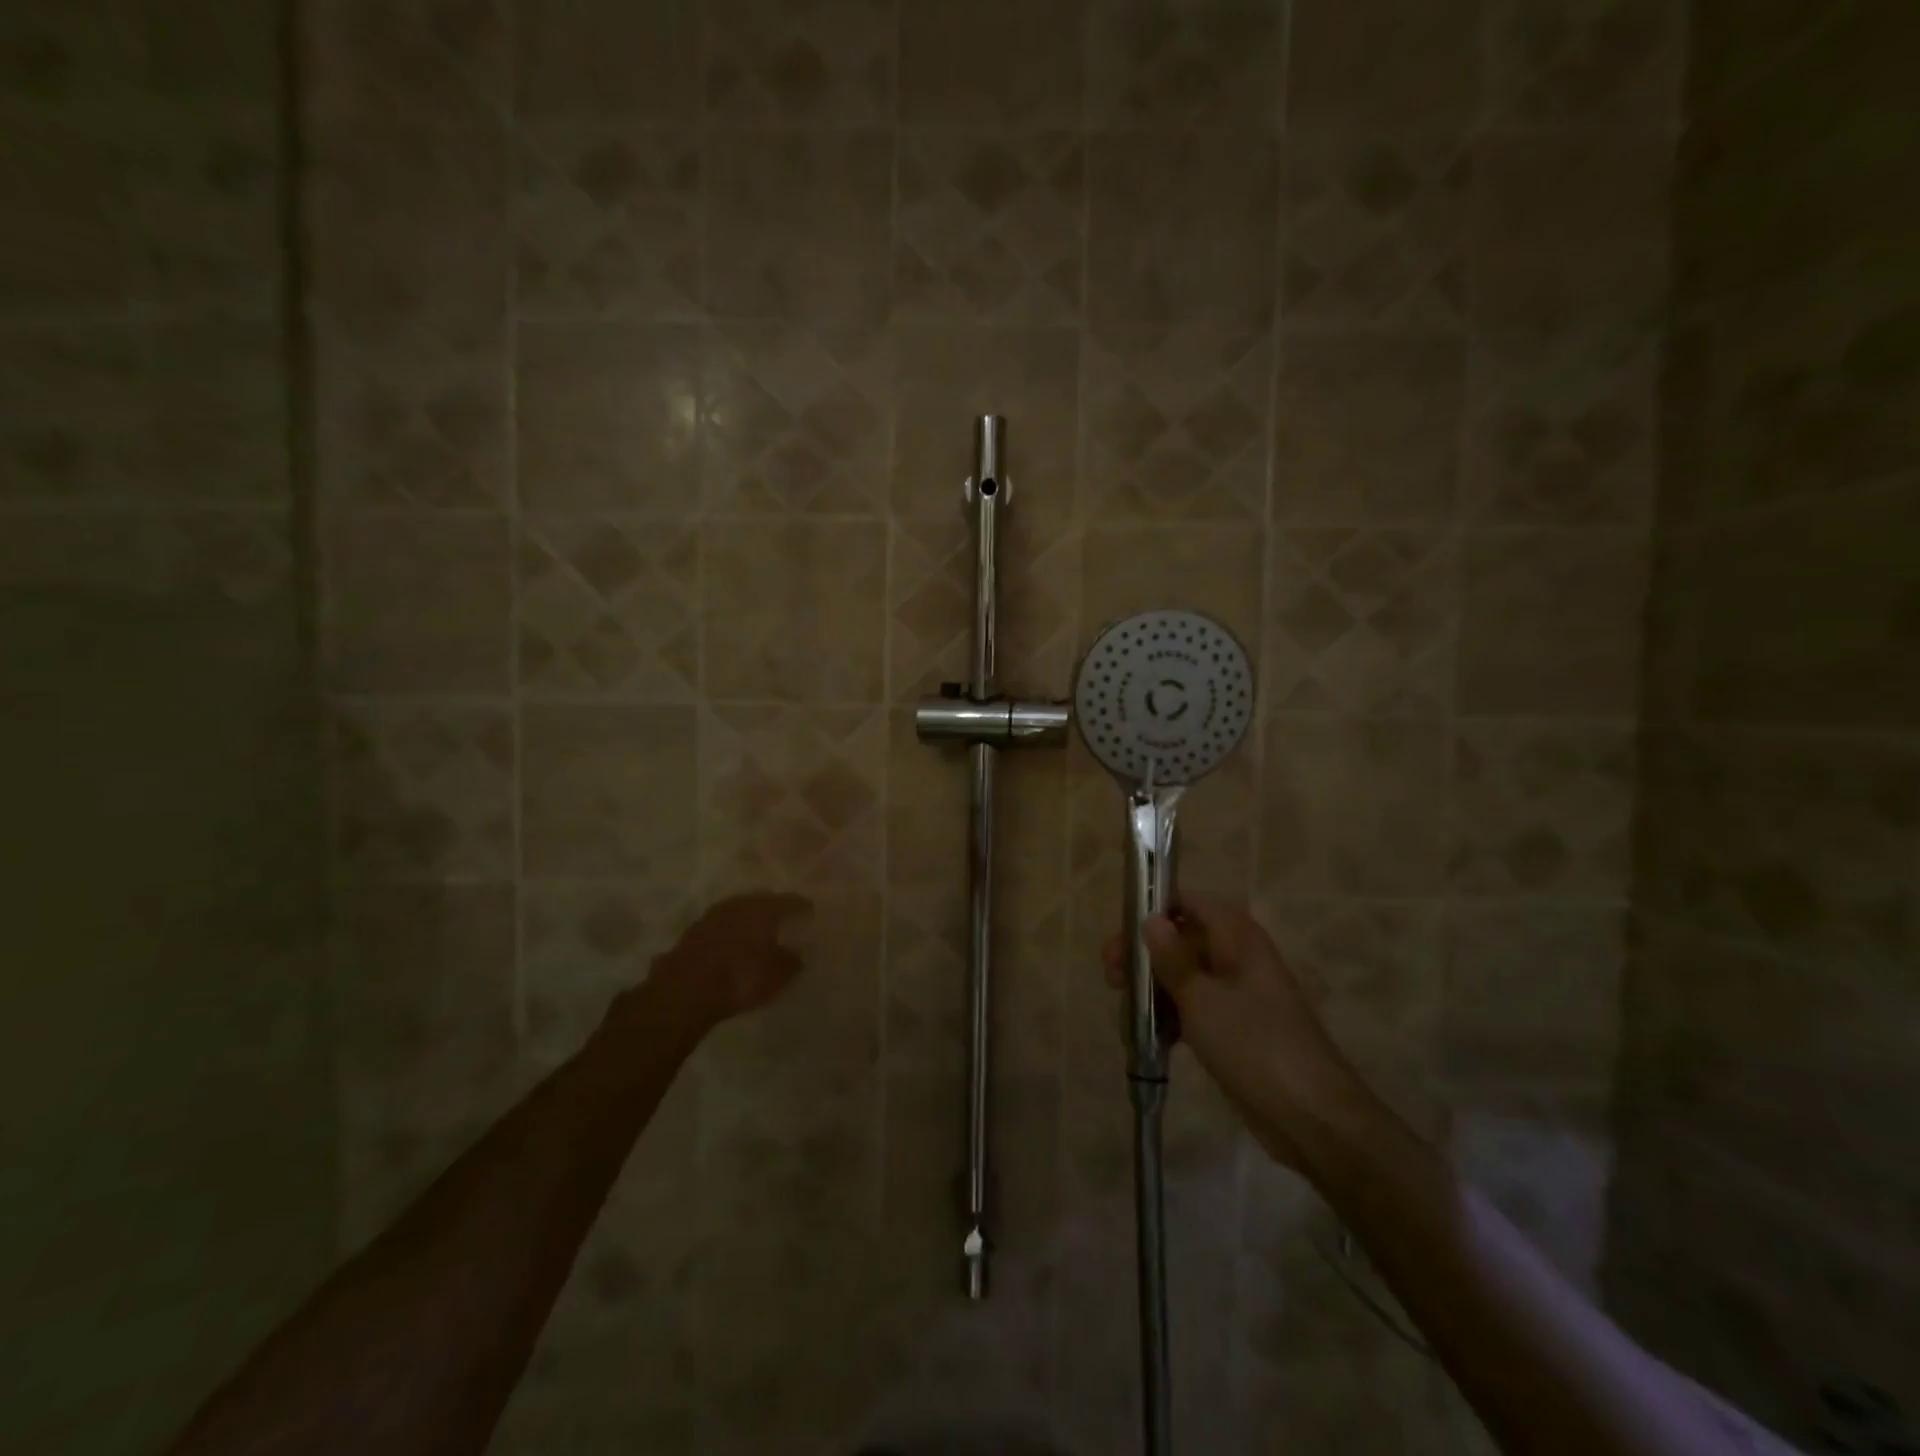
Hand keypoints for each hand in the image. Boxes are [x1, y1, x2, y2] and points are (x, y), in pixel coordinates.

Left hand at [647, 892, 813, 1032]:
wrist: (684, 991)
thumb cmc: (740, 978)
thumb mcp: (777, 975)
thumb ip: (792, 961)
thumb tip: (798, 953)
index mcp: (764, 908)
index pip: (791, 901)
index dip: (802, 908)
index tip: (810, 913)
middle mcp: (740, 903)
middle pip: (762, 901)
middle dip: (773, 909)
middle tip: (784, 920)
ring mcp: (713, 915)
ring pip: (738, 911)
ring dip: (748, 920)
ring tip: (757, 933)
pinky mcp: (692, 932)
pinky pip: (720, 926)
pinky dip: (729, 933)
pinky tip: (732, 945)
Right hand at [1102, 898, 1369, 1168]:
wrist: (1309, 1115)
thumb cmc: (1254, 1044)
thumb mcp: (1202, 998)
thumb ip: (1172, 958)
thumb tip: (1151, 919)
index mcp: (1236, 936)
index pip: (1188, 903)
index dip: (1152, 912)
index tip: (1121, 936)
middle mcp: (1236, 955)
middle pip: (1180, 939)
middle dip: (1144, 956)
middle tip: (1111, 978)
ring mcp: (1235, 992)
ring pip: (1183, 975)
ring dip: (1152, 989)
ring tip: (1125, 1014)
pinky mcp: (1233, 1026)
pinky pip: (1192, 1007)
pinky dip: (1169, 1015)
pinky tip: (1147, 1037)